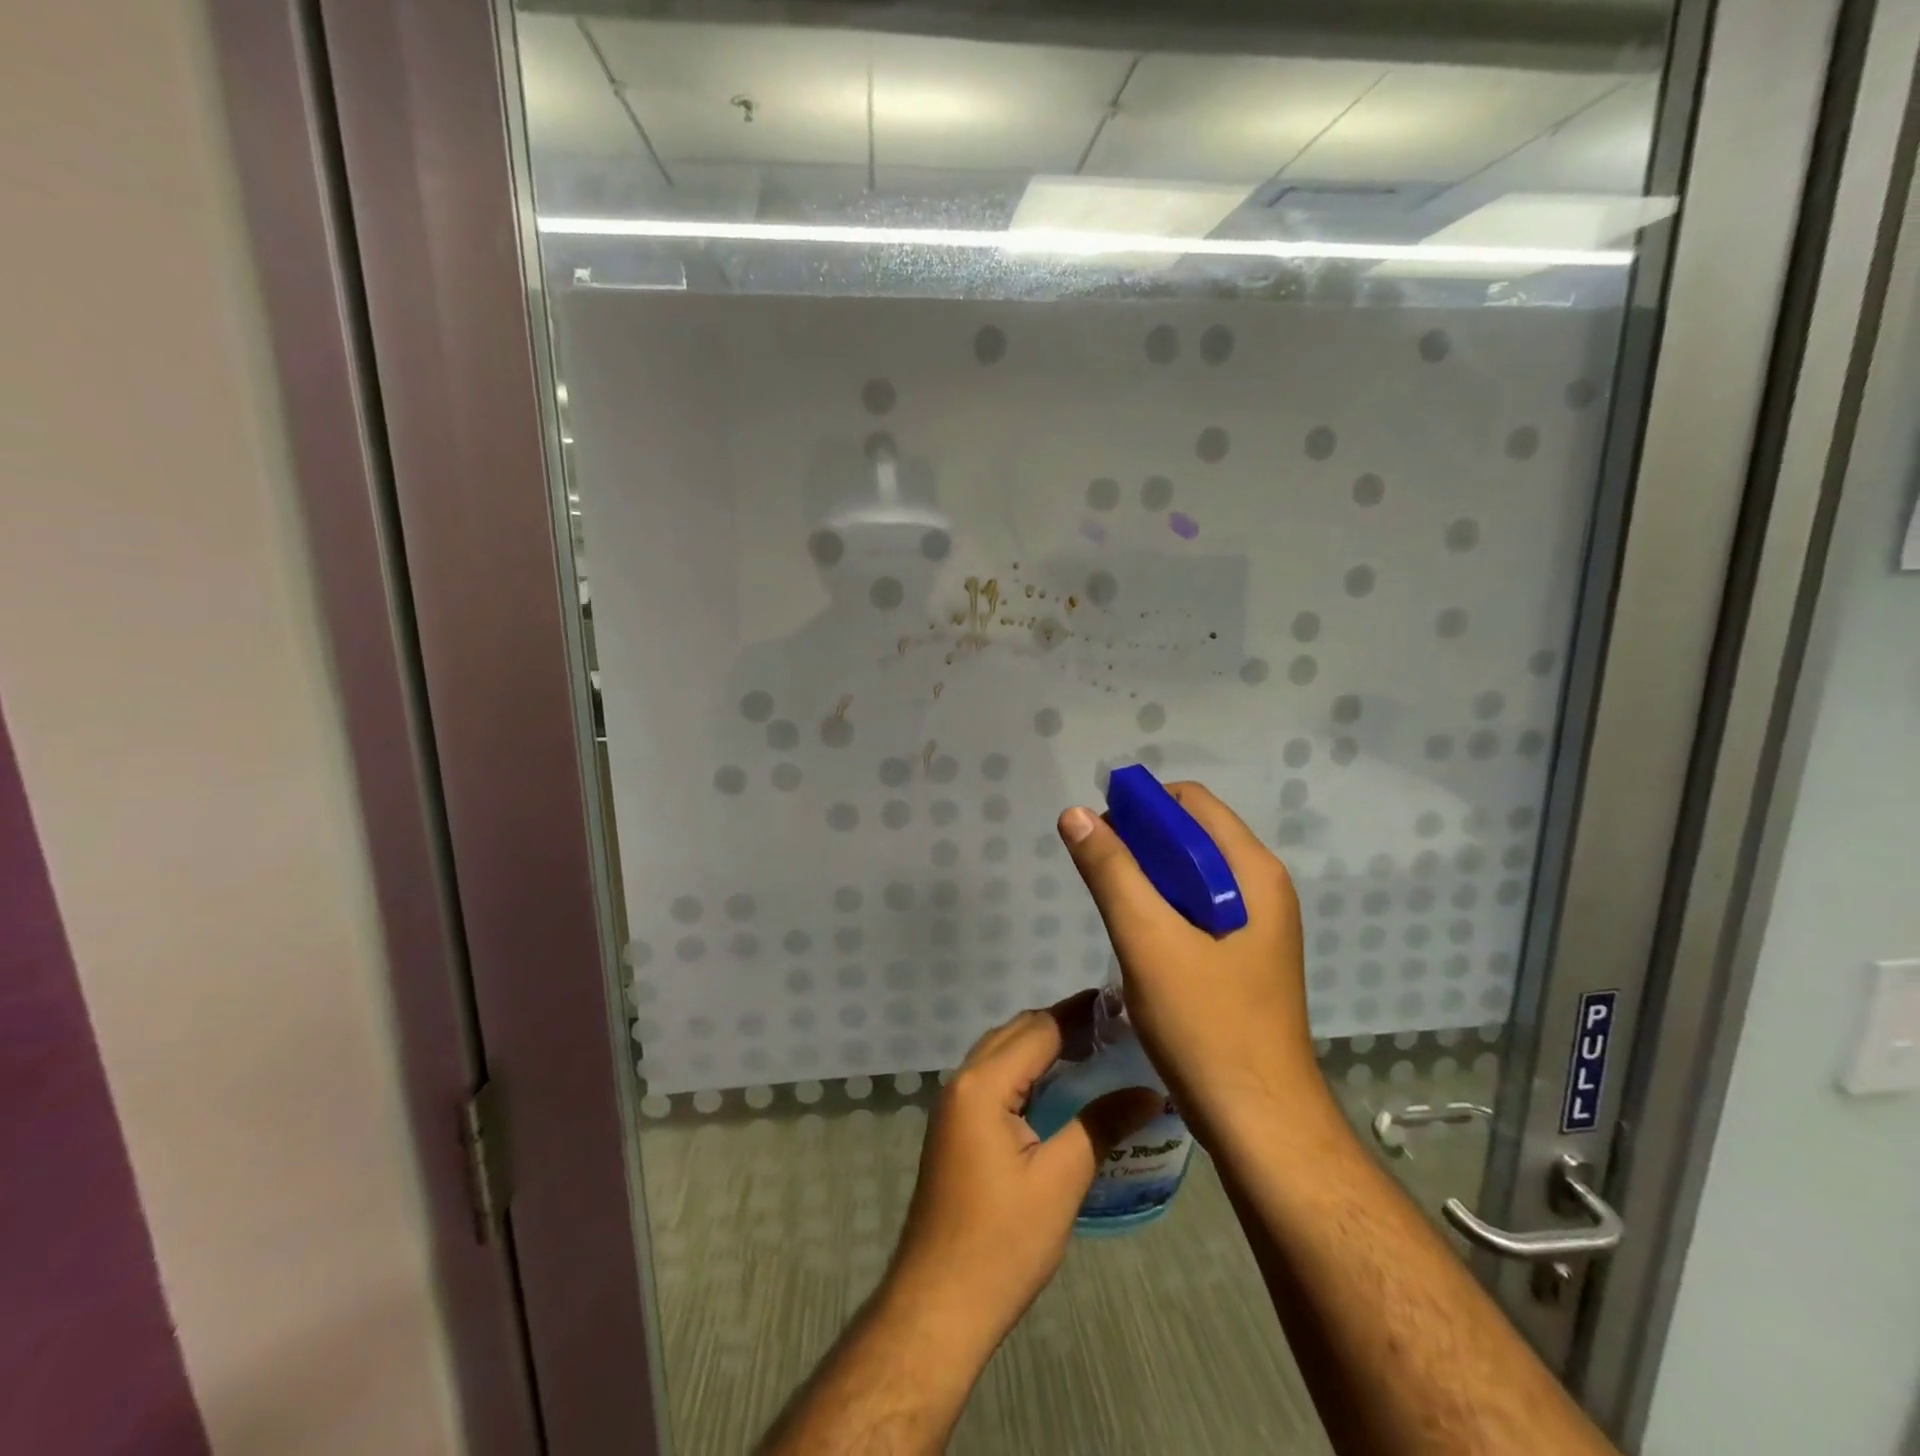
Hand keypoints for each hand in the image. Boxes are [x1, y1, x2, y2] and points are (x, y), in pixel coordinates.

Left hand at [882, 998, 1160, 1358]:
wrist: (939, 1303)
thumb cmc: (1002, 1242)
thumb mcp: (1061, 1181)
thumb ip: (1102, 1125)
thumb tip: (1151, 1092)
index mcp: (983, 1084)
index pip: (1039, 1029)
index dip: (1080, 1014)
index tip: (1120, 1005)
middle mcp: (962, 1080)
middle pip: (1017, 1032)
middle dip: (1062, 1024)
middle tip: (1113, 1030)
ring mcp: (954, 1104)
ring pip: (1002, 1052)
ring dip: (1042, 1046)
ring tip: (1093, 1052)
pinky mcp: (955, 1127)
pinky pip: (994, 1078)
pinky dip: (1026, 1071)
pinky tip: (1058, 1089)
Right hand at [1057, 782, 1324, 1145]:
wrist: (1260, 1125)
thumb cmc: (1206, 1025)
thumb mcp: (1147, 939)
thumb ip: (1111, 871)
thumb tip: (1076, 814)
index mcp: (1253, 872)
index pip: (1191, 802)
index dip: (1141, 806)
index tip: (1099, 834)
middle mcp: (1262, 888)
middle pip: (1191, 836)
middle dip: (1140, 844)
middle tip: (1099, 877)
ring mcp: (1257, 925)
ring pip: (1190, 876)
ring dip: (1147, 880)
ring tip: (1114, 912)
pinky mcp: (1243, 957)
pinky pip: (1196, 910)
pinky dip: (1162, 910)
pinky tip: (1138, 942)